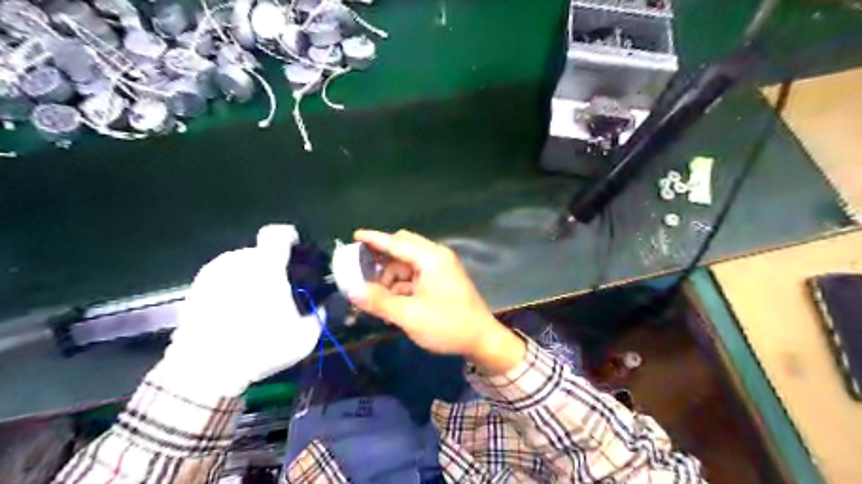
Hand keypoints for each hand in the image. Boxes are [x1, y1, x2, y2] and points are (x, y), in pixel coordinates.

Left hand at [157, 223, 323, 396]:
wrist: (204, 371)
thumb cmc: (260, 348)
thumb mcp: (304, 337)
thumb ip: (318, 315)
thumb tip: (320, 305)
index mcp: (265, 266)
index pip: (276, 234)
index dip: (288, 236)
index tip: (295, 248)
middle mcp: (237, 262)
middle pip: (259, 252)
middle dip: (271, 265)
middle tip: (279, 288)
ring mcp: (212, 274)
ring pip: (239, 264)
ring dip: (250, 275)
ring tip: (256, 301)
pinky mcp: (195, 289)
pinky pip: (222, 278)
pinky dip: (231, 286)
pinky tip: (235, 310)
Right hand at [346, 230, 521, 373]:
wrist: (482, 340)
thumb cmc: (448, 324)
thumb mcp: (409, 315)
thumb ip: (379, 301)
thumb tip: (352, 291)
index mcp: (431, 258)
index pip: (397, 242)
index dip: (374, 239)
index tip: (354, 235)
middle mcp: (436, 257)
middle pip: (403, 249)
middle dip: (382, 260)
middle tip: (361, 272)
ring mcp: (440, 269)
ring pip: (407, 265)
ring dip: (391, 278)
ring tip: (376, 298)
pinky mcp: (442, 281)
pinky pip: (415, 276)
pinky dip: (402, 286)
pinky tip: (391, 303)